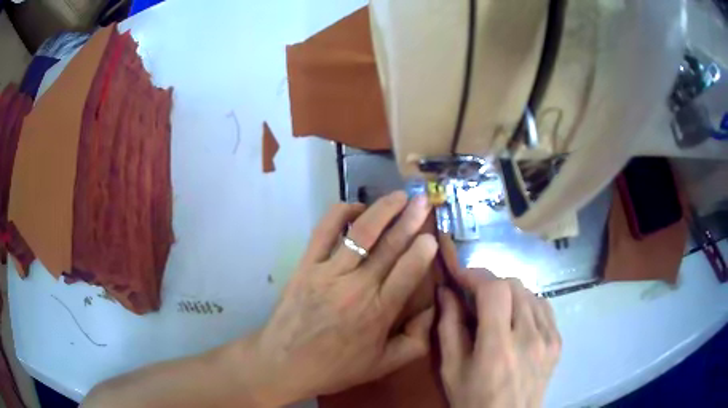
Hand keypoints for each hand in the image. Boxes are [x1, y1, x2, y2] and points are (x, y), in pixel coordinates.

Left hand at [244, 191, 436, 405]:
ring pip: (360, 232)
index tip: (433, 235)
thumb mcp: (384, 365)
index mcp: (378, 312)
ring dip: (382, 210)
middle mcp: (355, 287)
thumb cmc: (336, 367)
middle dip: (410, 219)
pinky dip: (342, 213)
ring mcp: (328, 272)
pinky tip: (358, 209)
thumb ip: (417, 340)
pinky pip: (324, 230)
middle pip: (389, 246)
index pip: (407, 272)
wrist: (284, 363)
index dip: (423, 250)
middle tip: (423, 200)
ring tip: (399, 196)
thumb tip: (434, 309)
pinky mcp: (306, 264)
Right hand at [438, 272, 560, 407]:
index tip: (460, 275)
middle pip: (514, 285)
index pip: (494, 291)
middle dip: (490, 284)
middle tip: (474, 296)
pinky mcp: (558, 342)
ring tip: (495, 310)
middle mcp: (529, 338)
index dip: (476, 275)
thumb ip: (448, 327)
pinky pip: (544, 307)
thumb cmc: (472, 400)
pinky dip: (527, 304)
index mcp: (498, 348)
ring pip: (530, 293)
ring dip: (509, 293)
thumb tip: (446, 291)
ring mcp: (549, 339)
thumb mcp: (451, 369)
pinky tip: (516, 319)